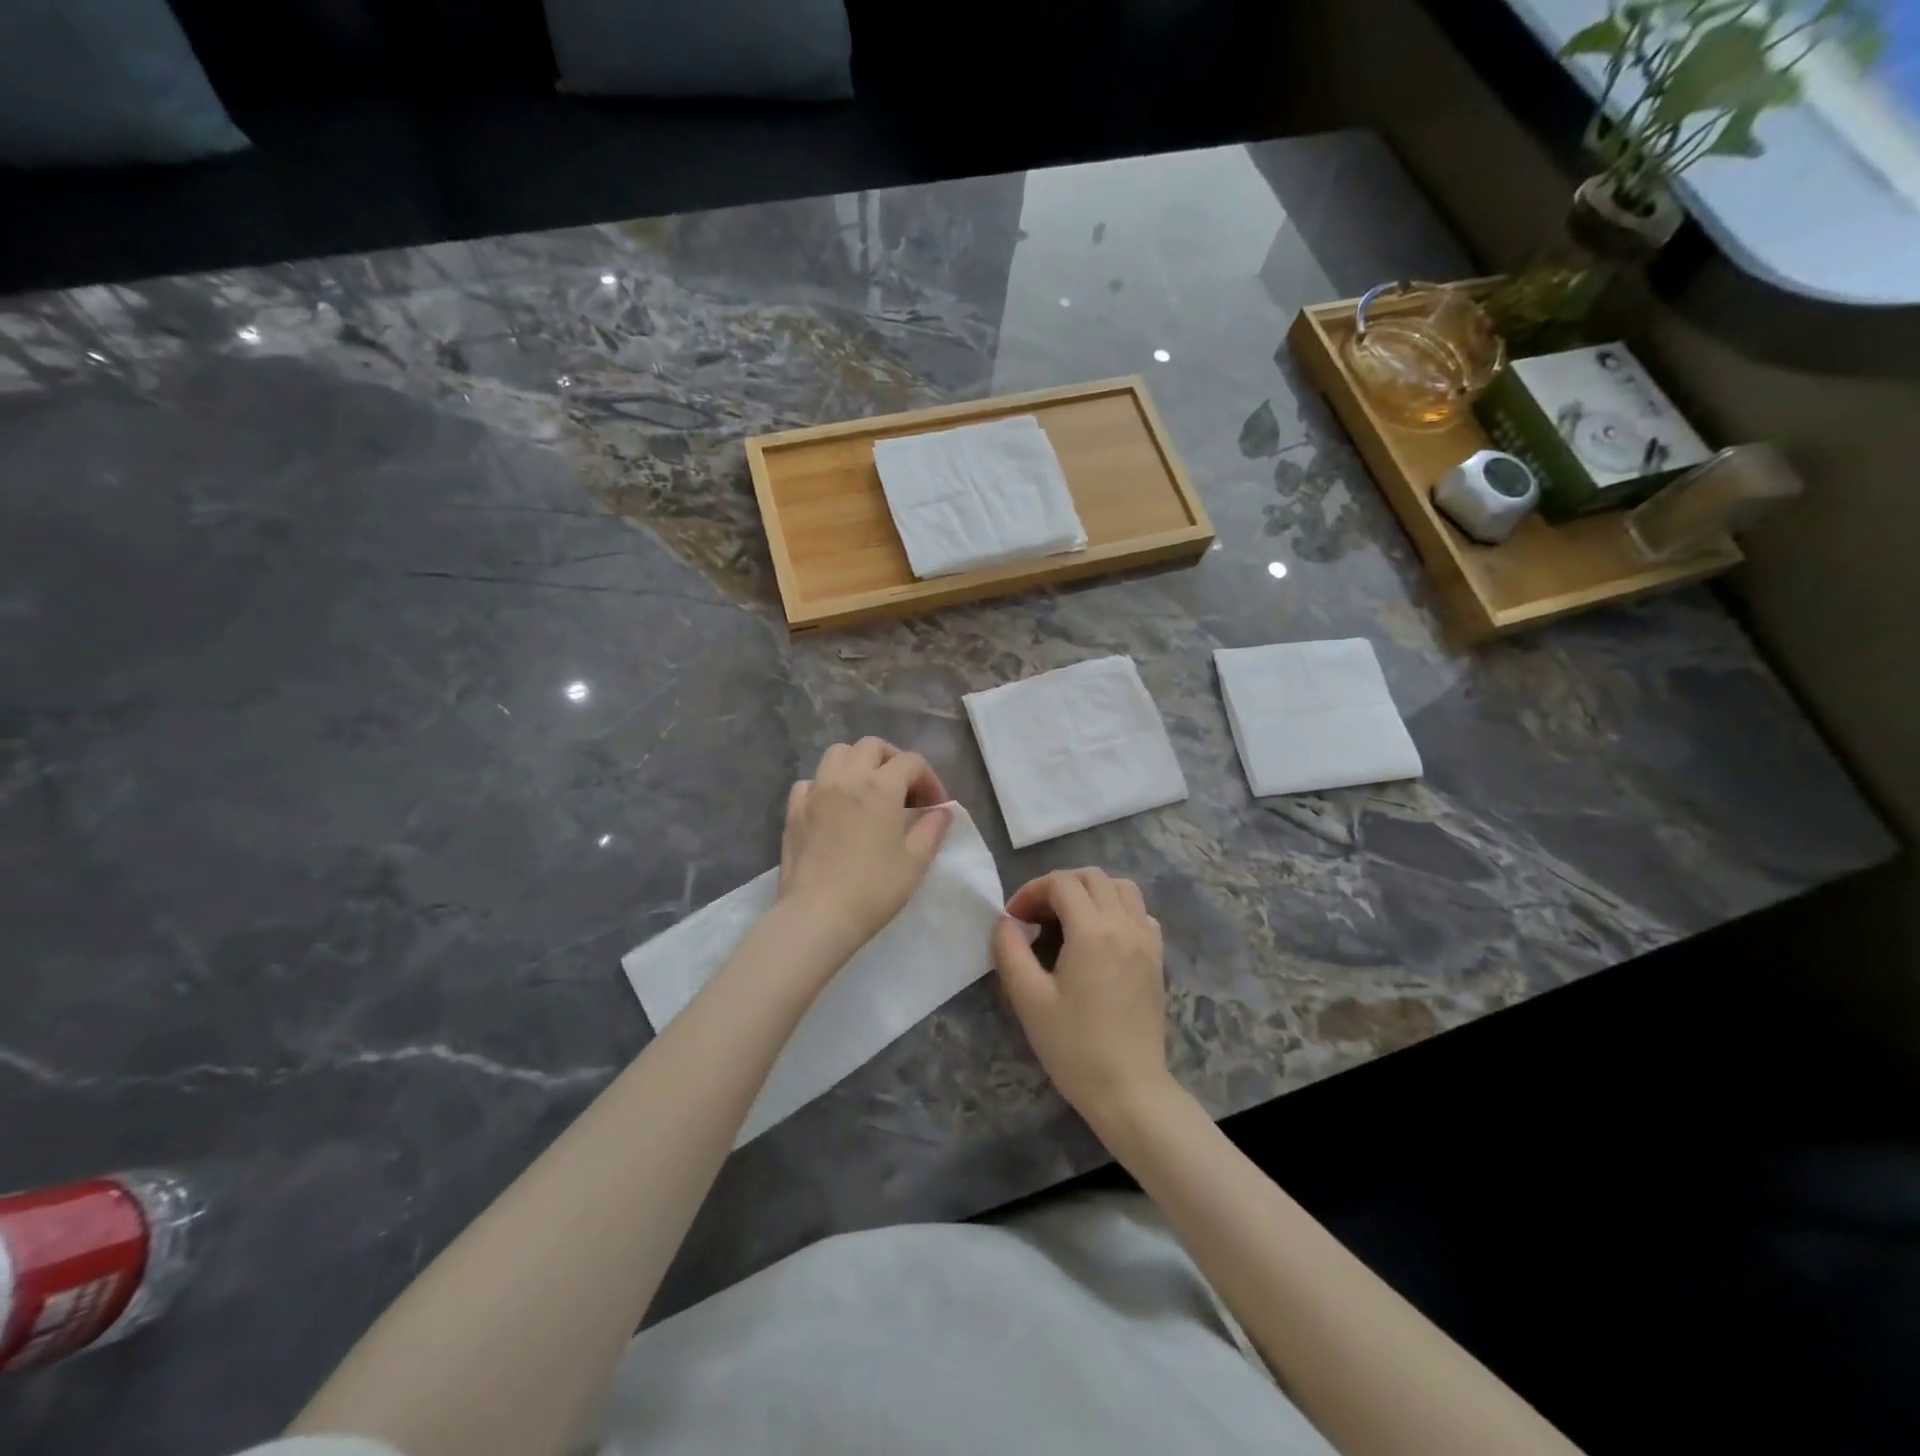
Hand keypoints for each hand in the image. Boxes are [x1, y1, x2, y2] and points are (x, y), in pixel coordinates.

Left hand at [777, 737, 952, 963]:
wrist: (818, 916)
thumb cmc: (874, 889)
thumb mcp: (916, 862)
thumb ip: (932, 829)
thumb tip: (941, 811)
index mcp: (880, 787)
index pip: (911, 762)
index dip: (929, 779)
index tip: (935, 807)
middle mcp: (846, 778)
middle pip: (872, 746)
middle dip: (893, 760)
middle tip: (904, 791)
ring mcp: (816, 791)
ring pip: (837, 754)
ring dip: (858, 763)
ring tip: (869, 791)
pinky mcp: (794, 810)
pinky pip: (811, 781)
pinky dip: (826, 784)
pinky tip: (835, 807)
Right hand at [992, 868, 1173, 1132]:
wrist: (1129, 1089)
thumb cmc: (1074, 1046)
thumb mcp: (1029, 999)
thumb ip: (1010, 951)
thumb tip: (1005, 922)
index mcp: (1093, 931)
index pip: (1061, 883)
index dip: (1032, 891)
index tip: (1014, 919)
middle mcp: (1125, 925)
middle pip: (1093, 877)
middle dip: (1059, 886)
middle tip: (1035, 916)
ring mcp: (1146, 940)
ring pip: (1122, 888)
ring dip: (1091, 891)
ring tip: (1067, 919)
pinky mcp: (1157, 958)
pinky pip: (1140, 912)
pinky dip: (1117, 909)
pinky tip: (1099, 937)